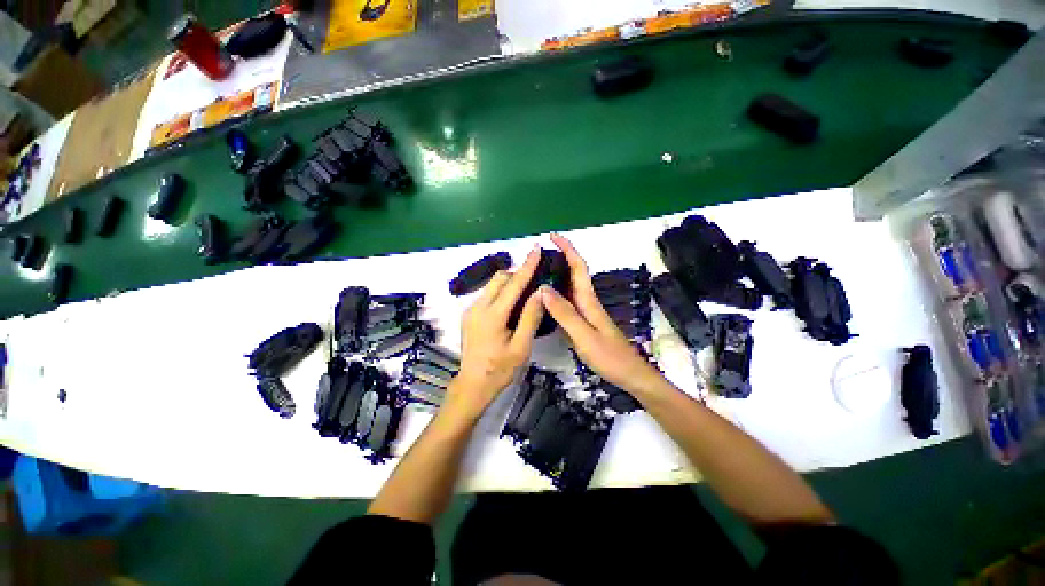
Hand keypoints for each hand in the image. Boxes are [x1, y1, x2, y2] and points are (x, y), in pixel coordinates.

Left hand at [444, 245, 545, 420]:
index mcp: (492, 316)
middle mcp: (478, 307)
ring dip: (509, 283)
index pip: (513, 284)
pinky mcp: (469, 315)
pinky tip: (511, 304)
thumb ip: (530, 317)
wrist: (472, 385)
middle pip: (500, 279)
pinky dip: (501, 293)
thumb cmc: (500, 370)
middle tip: (535, 279)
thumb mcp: (521, 346)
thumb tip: (540, 290)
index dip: (527, 265)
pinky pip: (487, 295)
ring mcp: (470, 310)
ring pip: (492, 285)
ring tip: (526, 291)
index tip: (536, 248)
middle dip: (517, 274)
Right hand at [541, 234, 663, 393]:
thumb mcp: (584, 335)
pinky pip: (568, 301)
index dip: (567, 249)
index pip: (578, 267)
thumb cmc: (609, 356)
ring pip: (570, 286)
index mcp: (588, 300)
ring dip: (558, 274)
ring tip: (538, 271)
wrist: (630, 375)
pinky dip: (557, 293)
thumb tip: (543, 289)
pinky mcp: (585, 322)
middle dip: (560, 257)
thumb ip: (564, 313)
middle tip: (539, 254)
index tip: (552, 237)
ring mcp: (587, 312)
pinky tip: (546, 299)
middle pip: (575, 272)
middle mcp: (587, 301)